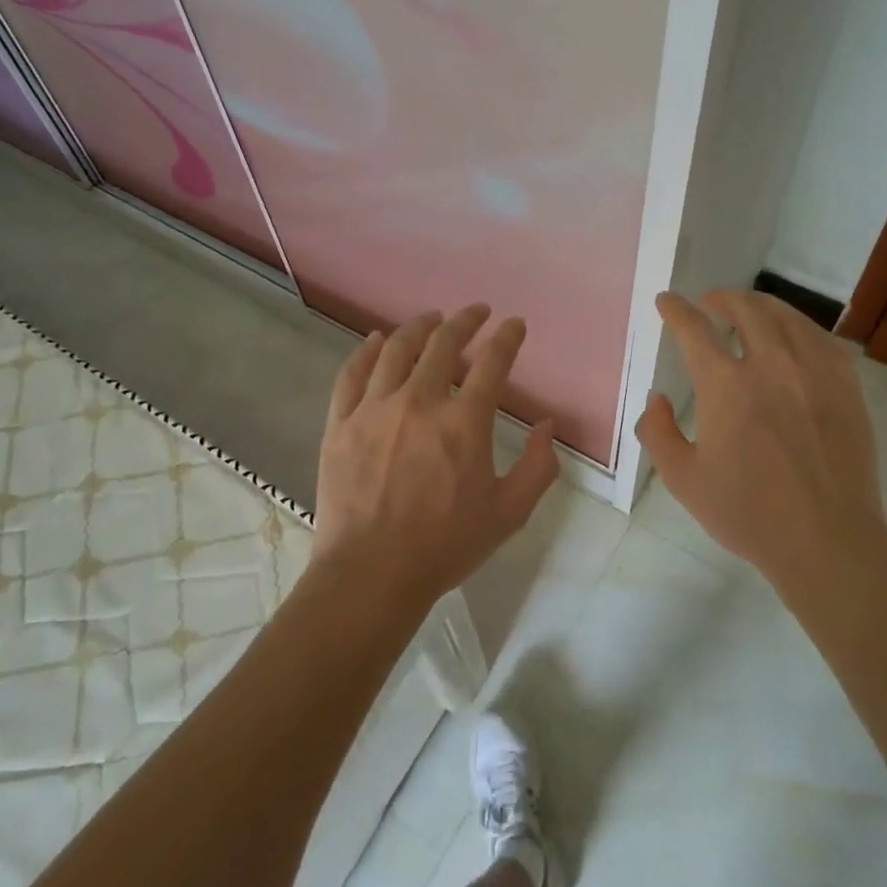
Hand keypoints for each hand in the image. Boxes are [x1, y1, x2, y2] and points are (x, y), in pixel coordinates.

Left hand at [314, 305, 559, 610]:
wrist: (371, 574)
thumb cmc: (445, 546)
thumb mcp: (509, 513)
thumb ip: (538, 466)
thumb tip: (546, 425)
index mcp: (464, 422)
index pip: (493, 362)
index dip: (507, 337)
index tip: (514, 325)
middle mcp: (420, 401)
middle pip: (443, 343)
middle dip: (465, 320)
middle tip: (476, 312)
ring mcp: (374, 409)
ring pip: (397, 350)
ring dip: (419, 327)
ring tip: (431, 318)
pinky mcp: (341, 423)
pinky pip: (352, 374)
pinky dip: (367, 351)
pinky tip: (377, 341)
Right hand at [635, 289, 886, 585]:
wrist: (826, 540)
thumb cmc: (748, 513)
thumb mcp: (683, 479)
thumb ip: (658, 432)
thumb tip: (657, 399)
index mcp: (725, 386)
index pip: (695, 329)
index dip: (676, 310)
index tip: (666, 301)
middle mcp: (771, 365)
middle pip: (746, 309)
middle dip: (722, 298)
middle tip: (710, 302)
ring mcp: (815, 372)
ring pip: (787, 317)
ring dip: (761, 305)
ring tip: (749, 310)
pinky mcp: (847, 387)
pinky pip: (822, 339)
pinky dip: (800, 327)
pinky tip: (794, 336)